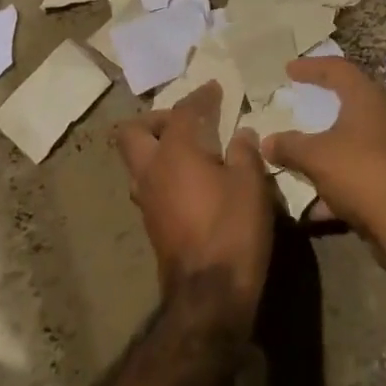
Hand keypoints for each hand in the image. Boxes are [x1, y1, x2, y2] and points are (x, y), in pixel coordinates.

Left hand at [113, 82, 274, 328]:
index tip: (215, 89)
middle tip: (188, 121)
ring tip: (192, 151)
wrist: (210, 297)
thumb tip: (241, 135)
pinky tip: (194, 182)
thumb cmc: (232, 229)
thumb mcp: (251, 184)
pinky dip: (166, 174)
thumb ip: (244, 152)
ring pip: (138, 162)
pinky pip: (150, 185)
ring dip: (158, 149)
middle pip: (134, 132)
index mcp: (174, 153)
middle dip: (157, 120)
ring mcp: (146, 201)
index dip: (201, 96)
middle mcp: (151, 171)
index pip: (183, 111)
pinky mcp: (152, 225)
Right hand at [261, 58, 385, 257]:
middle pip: (351, 99)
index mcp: (366, 98)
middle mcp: (383, 115)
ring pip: (353, 137)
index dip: (311, 66)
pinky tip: (315, 203)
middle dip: (325, 100)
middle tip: (303, 98)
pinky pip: (358, 169)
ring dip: (328, 144)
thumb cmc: (361, 172)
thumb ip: (289, 146)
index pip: (337, 69)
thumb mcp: (316, 157)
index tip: (289, 69)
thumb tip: (266, 142)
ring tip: (302, 149)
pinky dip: (336, 178)